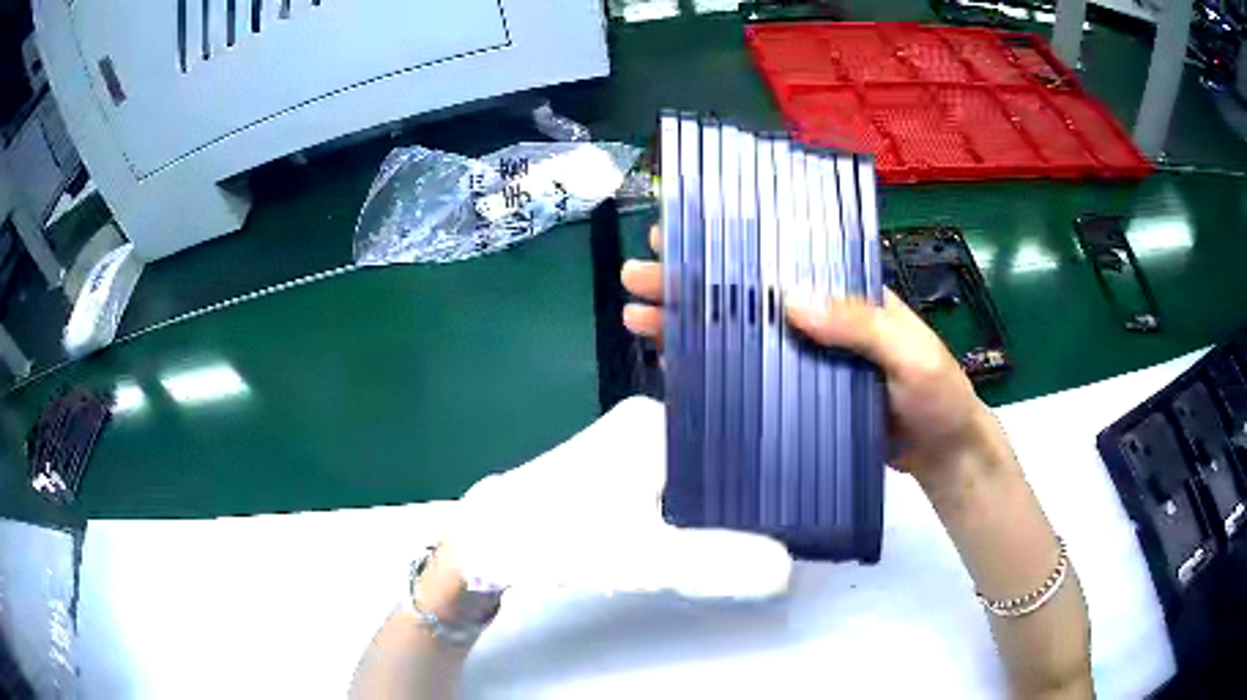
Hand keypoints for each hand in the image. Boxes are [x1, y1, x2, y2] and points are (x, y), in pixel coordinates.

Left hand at [448, 396, 791, 598]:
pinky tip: (715, 530)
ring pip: (699, 469)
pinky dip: (698, 505)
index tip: (804, 499)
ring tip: (767, 526)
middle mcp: (646, 424)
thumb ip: (715, 563)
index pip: (737, 433)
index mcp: (657, 423)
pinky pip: (677, 482)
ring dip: (724, 499)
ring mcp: (628, 445)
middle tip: (790, 521)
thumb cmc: (558, 538)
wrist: (487, 545)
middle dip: (751, 487)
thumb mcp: (641, 556)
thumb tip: (788, 568)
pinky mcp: (617, 471)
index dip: (773, 467)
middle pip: (721, 452)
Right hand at [620, 225, 998, 493]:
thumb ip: (861, 325)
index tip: (678, 234)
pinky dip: (707, 371)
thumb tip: (789, 298)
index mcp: (841, 292)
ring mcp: (799, 360)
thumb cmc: (937, 395)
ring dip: (685, 325)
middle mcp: (814, 319)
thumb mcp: (910, 353)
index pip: (777, 258)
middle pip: (741, 294)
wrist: (940, 455)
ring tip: (636, 318)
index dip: (726, 245)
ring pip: (734, 335)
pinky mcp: (793, 399)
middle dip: (686, 283)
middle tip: (636, 277)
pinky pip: (743, 379)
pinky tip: (671, 365)